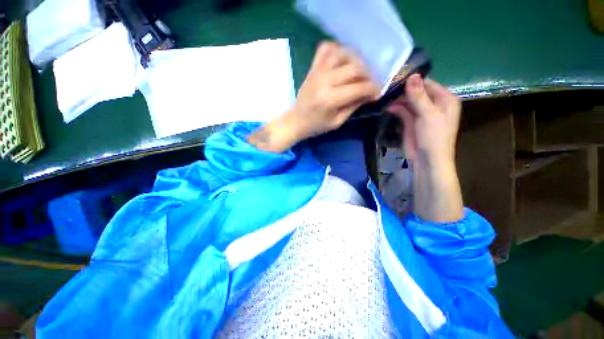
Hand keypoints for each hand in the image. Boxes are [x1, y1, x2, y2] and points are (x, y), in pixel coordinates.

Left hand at [249, 42, 379, 152]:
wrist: (295, 121)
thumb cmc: (316, 126)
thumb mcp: (337, 122)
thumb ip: (353, 106)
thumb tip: (369, 94)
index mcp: (330, 99)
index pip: (359, 87)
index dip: (373, 89)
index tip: (378, 93)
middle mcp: (324, 81)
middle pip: (354, 68)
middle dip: (368, 75)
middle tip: (369, 83)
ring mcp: (317, 72)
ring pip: (342, 54)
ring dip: (355, 59)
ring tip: (359, 71)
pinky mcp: (312, 68)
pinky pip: (325, 49)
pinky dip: (337, 49)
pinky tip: (343, 59)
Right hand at [387, 74, 460, 166]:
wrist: (426, 160)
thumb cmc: (434, 137)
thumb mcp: (428, 115)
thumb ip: (419, 96)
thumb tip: (412, 76)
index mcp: (444, 99)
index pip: (427, 84)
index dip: (412, 81)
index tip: (395, 78)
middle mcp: (433, 104)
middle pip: (416, 92)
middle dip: (402, 91)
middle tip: (386, 88)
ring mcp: (420, 113)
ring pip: (407, 101)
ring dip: (397, 100)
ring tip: (384, 97)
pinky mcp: (410, 122)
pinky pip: (402, 111)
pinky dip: (395, 109)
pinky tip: (387, 108)